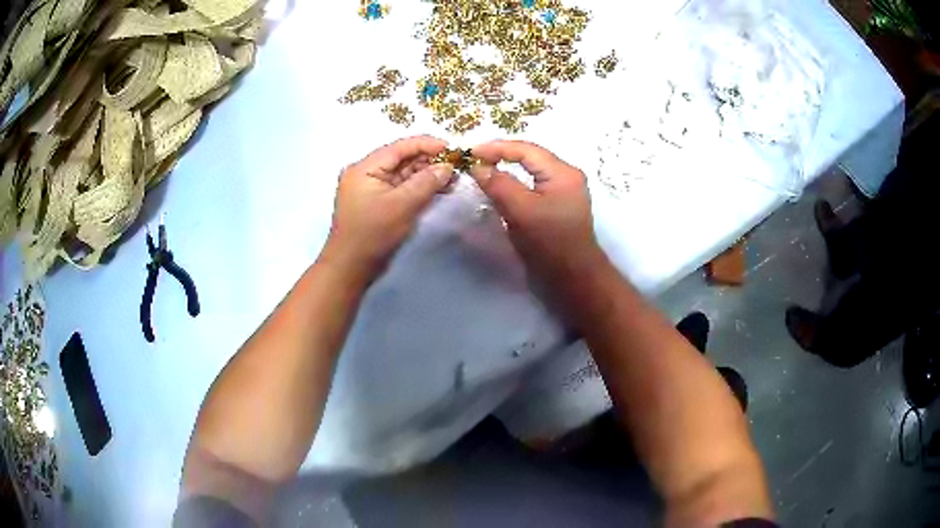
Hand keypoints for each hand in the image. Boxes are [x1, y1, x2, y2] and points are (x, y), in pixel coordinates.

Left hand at [322, 136, 453, 281]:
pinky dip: (418, 187)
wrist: (351, 268)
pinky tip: (438, 188)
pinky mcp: (377, 202)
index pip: (400, 147)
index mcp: (365, 167)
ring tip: (452, 177)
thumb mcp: (402, 205)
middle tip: (456, 166)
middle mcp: (366, 172)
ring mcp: (370, 188)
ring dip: (426, 174)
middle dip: (429, 161)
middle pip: (401, 158)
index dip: (427, 144)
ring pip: (402, 173)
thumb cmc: (373, 234)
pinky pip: (400, 187)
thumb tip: (448, 166)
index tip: (452, 149)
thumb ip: (426, 182)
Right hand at [470, 140, 607, 283]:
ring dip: (508, 168)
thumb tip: (477, 166)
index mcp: (563, 172)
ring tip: (484, 169)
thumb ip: (498, 184)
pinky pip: (533, 186)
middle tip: (476, 159)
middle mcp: (566, 176)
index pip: (526, 149)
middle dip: (502, 155)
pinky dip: (515, 183)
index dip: (497, 147)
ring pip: (531, 171)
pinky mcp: (558, 206)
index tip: (470, 152)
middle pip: (530, 157)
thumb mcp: (521, 211)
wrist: (574, 279)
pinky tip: (501, 186)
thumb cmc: (550, 243)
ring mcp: (564, 192)